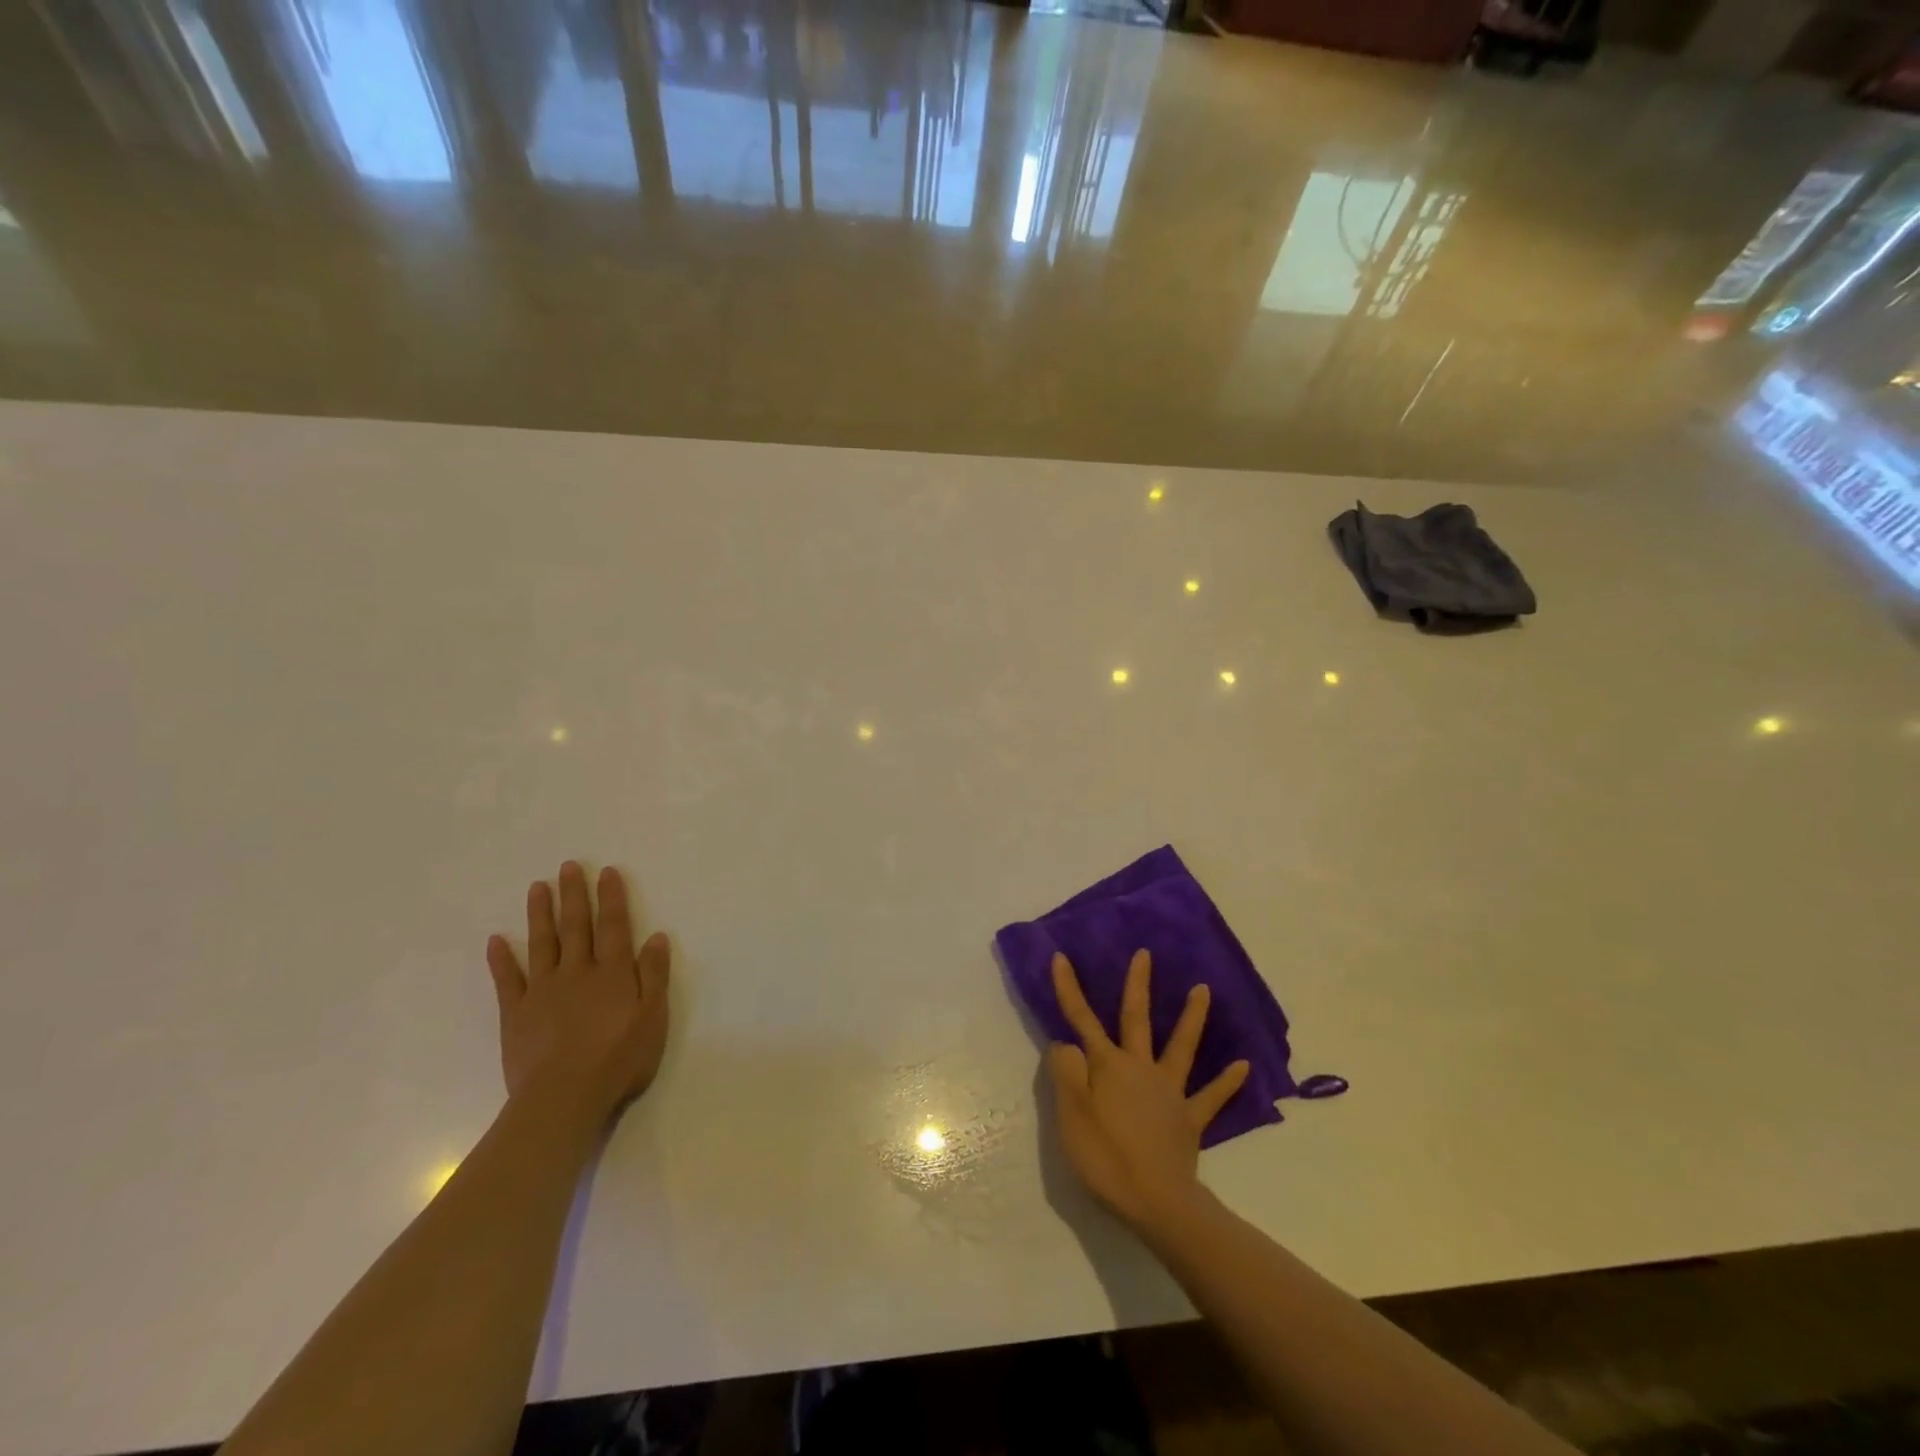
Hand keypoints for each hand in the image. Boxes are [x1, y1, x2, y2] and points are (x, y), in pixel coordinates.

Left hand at [485, 862, 670, 1121]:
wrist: (564, 1097)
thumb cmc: (618, 1059)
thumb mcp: (653, 1017)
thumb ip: (654, 975)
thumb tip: (657, 937)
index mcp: (613, 972)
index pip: (614, 926)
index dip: (611, 898)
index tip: (606, 871)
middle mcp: (578, 972)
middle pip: (576, 927)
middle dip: (574, 895)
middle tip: (568, 867)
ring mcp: (543, 991)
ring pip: (542, 944)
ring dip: (540, 914)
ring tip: (538, 887)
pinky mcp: (516, 1014)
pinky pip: (508, 980)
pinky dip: (502, 959)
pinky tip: (496, 940)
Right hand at [1046, 949, 1249, 1232]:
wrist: (1156, 1201)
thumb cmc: (1105, 1157)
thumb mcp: (1070, 1114)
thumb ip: (1066, 1072)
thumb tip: (1066, 1044)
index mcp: (1109, 1065)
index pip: (1082, 1020)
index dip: (1069, 988)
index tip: (1060, 957)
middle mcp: (1140, 1068)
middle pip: (1137, 1019)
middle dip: (1139, 985)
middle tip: (1145, 954)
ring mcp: (1169, 1091)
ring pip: (1181, 1046)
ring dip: (1192, 1017)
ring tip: (1203, 989)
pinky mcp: (1189, 1119)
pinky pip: (1210, 1097)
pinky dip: (1227, 1081)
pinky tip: (1243, 1066)